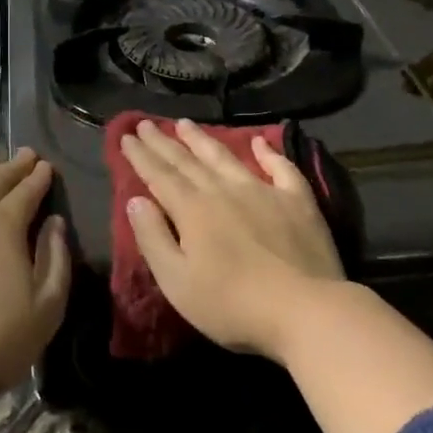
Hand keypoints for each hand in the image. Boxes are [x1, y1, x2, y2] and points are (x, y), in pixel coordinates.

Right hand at [119, 119, 344, 359]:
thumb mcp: (177, 281)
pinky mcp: (298, 201)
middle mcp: (224, 191)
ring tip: (186, 123)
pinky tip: (261, 141)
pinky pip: (281, 168)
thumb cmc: (232, 304)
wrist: (305, 310)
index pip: (160, 175)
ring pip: (226, 157)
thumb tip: (135, 201)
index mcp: (193, 210)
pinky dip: (269, 152)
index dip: (141, 156)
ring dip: (203, 139)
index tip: (126, 137)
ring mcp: (264, 191)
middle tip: (146, 123)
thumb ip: (153, 238)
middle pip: (188, 161)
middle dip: (164, 142)